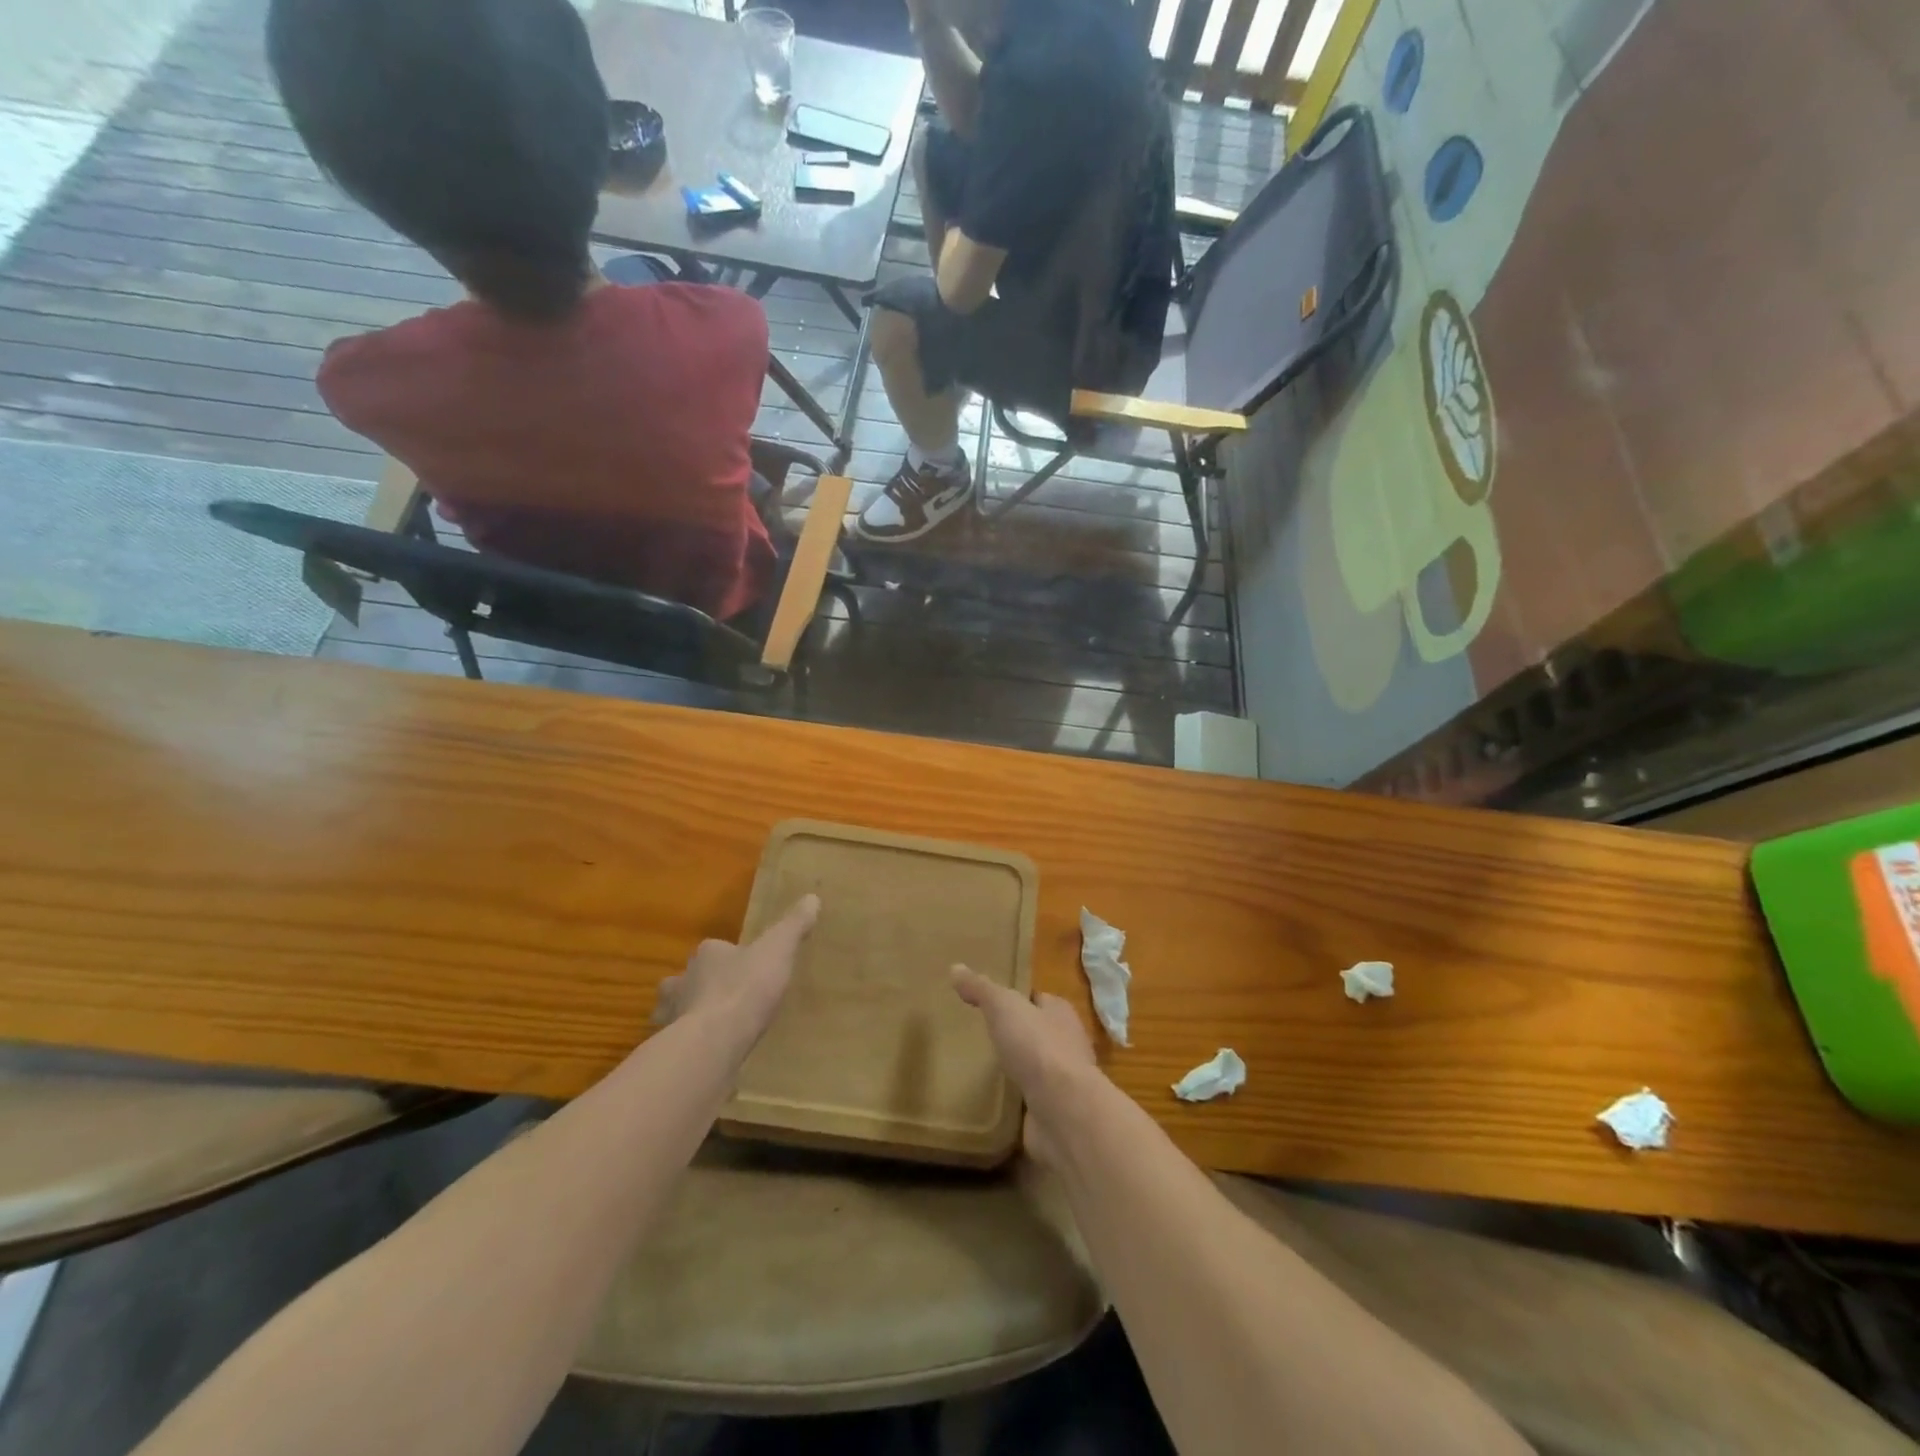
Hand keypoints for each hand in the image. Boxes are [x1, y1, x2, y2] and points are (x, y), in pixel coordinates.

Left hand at [654, 895, 819, 1044]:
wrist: (714, 1040)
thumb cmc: (746, 988)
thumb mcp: (778, 950)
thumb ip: (793, 925)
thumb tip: (812, 897)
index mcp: (708, 954)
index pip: (715, 948)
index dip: (728, 955)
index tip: (745, 965)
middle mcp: (683, 979)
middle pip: (690, 977)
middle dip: (702, 983)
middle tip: (726, 994)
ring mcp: (672, 1014)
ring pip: (678, 1008)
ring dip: (691, 1012)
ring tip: (714, 1025)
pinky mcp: (672, 1046)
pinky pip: (680, 1041)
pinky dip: (690, 1043)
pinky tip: (708, 1052)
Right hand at [951, 966, 1097, 1166]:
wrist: (1064, 1111)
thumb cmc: (1038, 1047)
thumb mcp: (1004, 1007)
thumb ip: (982, 989)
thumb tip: (956, 968)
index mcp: (1060, 1013)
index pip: (1037, 999)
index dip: (1017, 999)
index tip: (990, 1002)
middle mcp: (1067, 1043)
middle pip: (1036, 1032)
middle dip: (1014, 1034)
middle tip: (981, 1035)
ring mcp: (1062, 1081)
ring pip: (1034, 1068)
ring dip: (1015, 1069)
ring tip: (982, 1068)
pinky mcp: (1054, 1112)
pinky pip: (1030, 1101)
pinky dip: (1015, 1101)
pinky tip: (993, 1102)